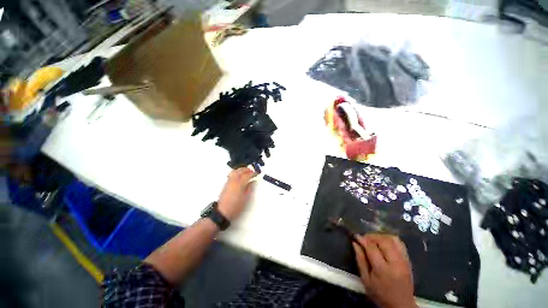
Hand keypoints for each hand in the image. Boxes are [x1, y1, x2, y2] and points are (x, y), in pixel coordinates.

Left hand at [217, 167, 255, 220]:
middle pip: (240, 171)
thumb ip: (250, 188)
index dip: (253, 173)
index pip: (247, 175)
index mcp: (239, 183)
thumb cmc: (236, 206)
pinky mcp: (226, 184)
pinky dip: (237, 172)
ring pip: (235, 171)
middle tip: (252, 171)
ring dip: (241, 170)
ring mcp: (229, 182)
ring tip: (246, 172)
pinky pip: (232, 174)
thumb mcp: (246, 198)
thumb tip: (252, 181)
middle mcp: (233, 180)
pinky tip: (240, 175)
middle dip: (247, 169)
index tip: (257, 173)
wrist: (222, 212)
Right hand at [353, 234, 415, 307]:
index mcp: (383, 270)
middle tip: (364, 239)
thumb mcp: (365, 280)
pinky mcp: (408, 260)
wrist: (401, 305)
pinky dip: (390, 239)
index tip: (356, 236)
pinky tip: (383, 243)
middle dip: (371, 236)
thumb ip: (360, 260)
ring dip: (381, 236)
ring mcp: (404, 261)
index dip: (363, 240)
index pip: (372, 248)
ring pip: (393, 239)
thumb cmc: (380, 294)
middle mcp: (395, 263)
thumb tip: (355, 243)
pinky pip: (400, 243)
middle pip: (383, 241)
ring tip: (373, 240)